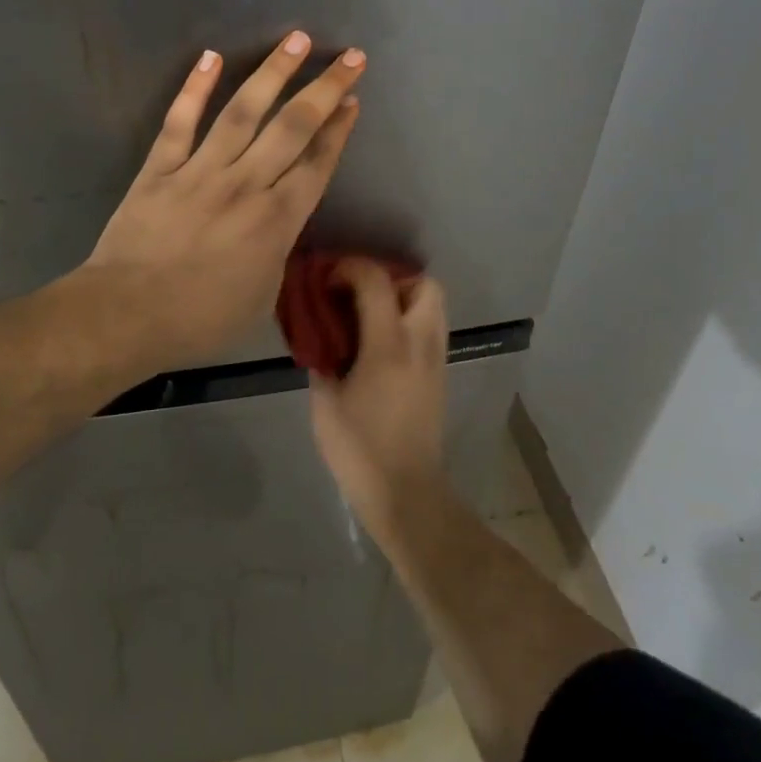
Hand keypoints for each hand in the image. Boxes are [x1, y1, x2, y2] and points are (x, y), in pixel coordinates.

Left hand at [83, 31, 363, 371]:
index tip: (353, 101)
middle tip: (349, 57)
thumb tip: (279, 226)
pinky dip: (194, 88)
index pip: (316, 164)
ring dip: (272, 73)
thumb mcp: (261, 297)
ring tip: (296, 40)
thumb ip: (276, 253)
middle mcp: (246, 185)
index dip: (338, 130)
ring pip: (243, 112)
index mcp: (276, 221)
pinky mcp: (161, 168)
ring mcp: (201, 171)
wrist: (128, 315)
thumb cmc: (200, 319)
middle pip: (293, 128)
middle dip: (325, 89)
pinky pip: (180, 122)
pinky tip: (210, 57)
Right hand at [309, 258, 449, 538]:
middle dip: (391, 278)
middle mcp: (420, 344)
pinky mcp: (440, 376)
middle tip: (359, 294)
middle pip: (424, 284)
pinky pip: (430, 328)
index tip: (327, 279)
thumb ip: (323, 360)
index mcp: (388, 346)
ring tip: (370, 316)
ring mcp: (436, 360)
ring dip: (403, 298)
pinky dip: (409, 320)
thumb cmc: (359, 450)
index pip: (376, 281)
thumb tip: (320, 339)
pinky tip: (381, 343)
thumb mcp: (325, 402)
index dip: (349, 268)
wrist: (406, 493)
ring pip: (433, 305)